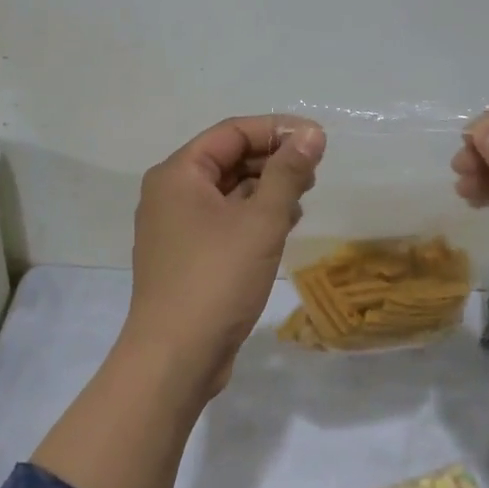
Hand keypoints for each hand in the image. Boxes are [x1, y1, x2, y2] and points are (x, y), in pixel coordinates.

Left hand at [124, 114, 325, 391]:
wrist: (175, 357)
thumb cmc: (217, 278)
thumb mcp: (261, 220)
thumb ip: (288, 173)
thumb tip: (312, 134)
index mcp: (178, 174)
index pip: (232, 132)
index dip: (277, 129)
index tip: (318, 140)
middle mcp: (171, 193)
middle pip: (228, 159)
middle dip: (273, 160)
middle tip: (314, 172)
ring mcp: (176, 227)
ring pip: (228, 191)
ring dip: (267, 189)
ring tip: (303, 199)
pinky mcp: (187, 256)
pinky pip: (224, 220)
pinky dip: (253, 216)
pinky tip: (283, 227)